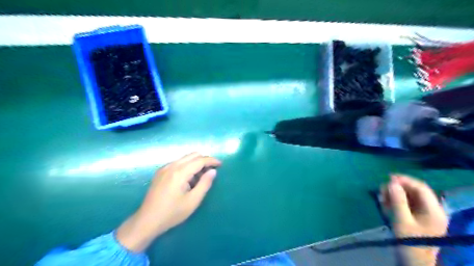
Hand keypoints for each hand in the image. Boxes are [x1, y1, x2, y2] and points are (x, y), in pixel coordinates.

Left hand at [115, 152, 221, 252]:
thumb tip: (213, 171)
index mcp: (180, 172)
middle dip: (204, 160)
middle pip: (193, 155)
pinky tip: (188, 178)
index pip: (200, 160)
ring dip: (196, 163)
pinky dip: (187, 166)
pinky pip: (178, 163)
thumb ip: (205, 184)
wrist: (147, 221)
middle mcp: (171, 166)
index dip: (212, 160)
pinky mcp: (160, 172)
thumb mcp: (193, 201)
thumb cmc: (172, 213)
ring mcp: (164, 168)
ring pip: (185, 158)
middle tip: (212, 170)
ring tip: (201, 177)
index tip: (220, 164)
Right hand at [380, 175, 448, 265]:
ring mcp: (424, 214)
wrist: (414, 262)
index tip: (388, 178)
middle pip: (414, 191)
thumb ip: (397, 201)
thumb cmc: (410, 243)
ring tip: (381, 198)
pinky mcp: (417, 218)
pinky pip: (405, 204)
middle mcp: (432, 210)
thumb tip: (391, 182)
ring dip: (394, 195)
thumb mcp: (402, 221)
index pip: (421, 188)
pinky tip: (384, 204)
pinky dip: (394, 202)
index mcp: (434, 211)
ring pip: (408, 197)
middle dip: (397, 188)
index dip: (404, 180)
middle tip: (381, 190)